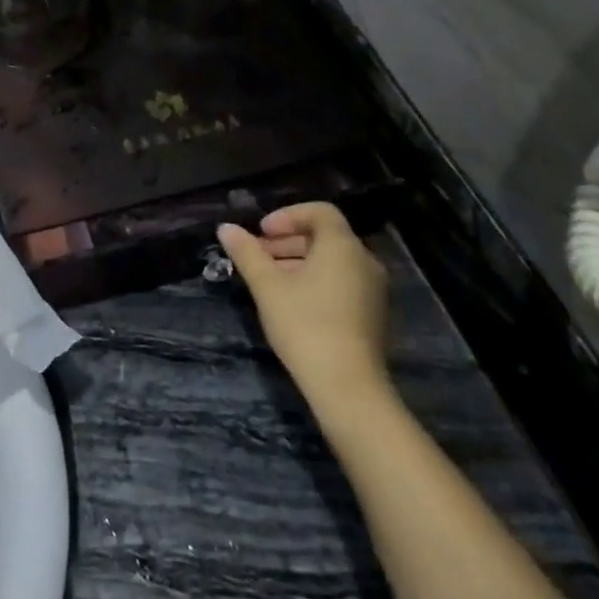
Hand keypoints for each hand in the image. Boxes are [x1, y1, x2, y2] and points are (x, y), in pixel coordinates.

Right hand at [218, 202, 390, 401]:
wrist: (348, 387)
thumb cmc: (305, 325)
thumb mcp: (267, 286)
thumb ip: (247, 253)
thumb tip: (226, 228)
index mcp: (342, 246)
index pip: (319, 212)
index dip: (287, 216)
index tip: (261, 232)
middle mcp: (364, 261)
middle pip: (324, 236)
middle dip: (288, 241)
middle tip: (257, 255)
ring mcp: (373, 290)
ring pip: (332, 261)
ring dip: (299, 261)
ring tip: (268, 279)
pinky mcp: (373, 314)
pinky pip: (342, 282)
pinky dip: (316, 280)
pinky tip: (291, 302)